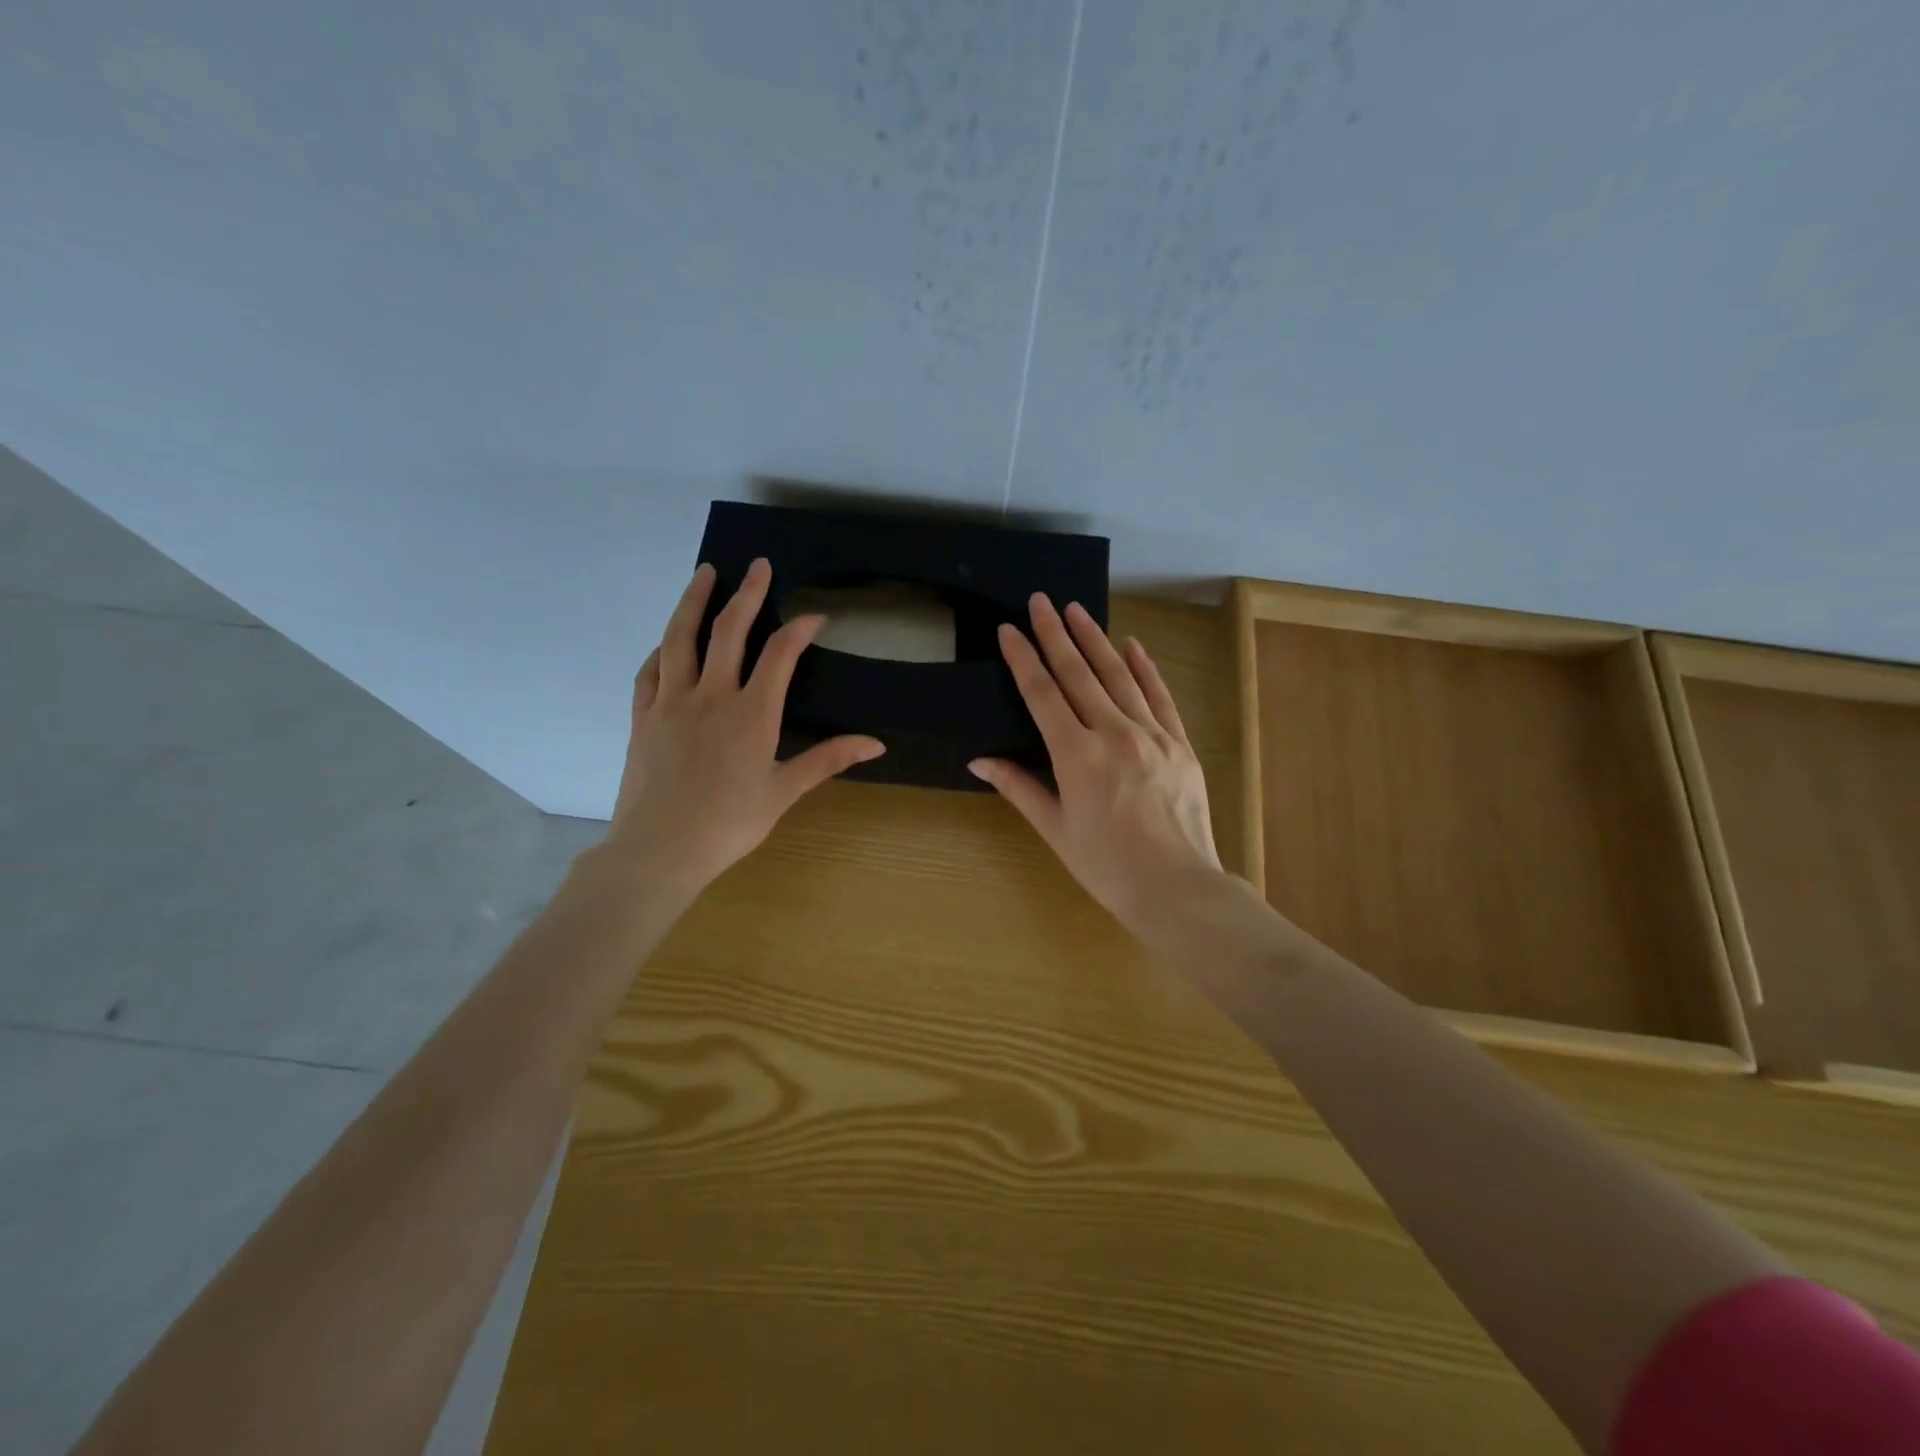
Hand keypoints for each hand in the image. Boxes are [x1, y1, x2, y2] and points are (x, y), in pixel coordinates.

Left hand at [600, 559, 884, 899]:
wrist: (659, 850)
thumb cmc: (729, 824)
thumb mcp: (784, 792)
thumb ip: (827, 760)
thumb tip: (876, 744)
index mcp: (752, 714)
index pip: (780, 654)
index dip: (799, 629)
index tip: (814, 615)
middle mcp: (711, 696)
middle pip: (729, 631)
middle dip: (747, 594)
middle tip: (759, 565)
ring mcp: (671, 702)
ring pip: (680, 638)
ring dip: (693, 601)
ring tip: (704, 574)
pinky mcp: (642, 716)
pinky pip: (650, 671)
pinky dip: (661, 649)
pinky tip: (667, 642)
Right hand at [969, 595, 1222, 937]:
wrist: (1176, 888)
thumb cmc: (1106, 866)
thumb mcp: (1055, 829)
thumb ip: (1019, 788)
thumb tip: (980, 760)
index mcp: (1076, 755)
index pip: (1043, 694)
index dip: (1024, 658)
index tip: (1010, 629)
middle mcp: (1113, 733)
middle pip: (1079, 673)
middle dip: (1056, 634)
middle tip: (1040, 601)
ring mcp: (1152, 735)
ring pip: (1119, 676)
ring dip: (1096, 640)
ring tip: (1077, 610)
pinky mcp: (1180, 744)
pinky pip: (1160, 697)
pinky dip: (1145, 669)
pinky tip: (1133, 645)